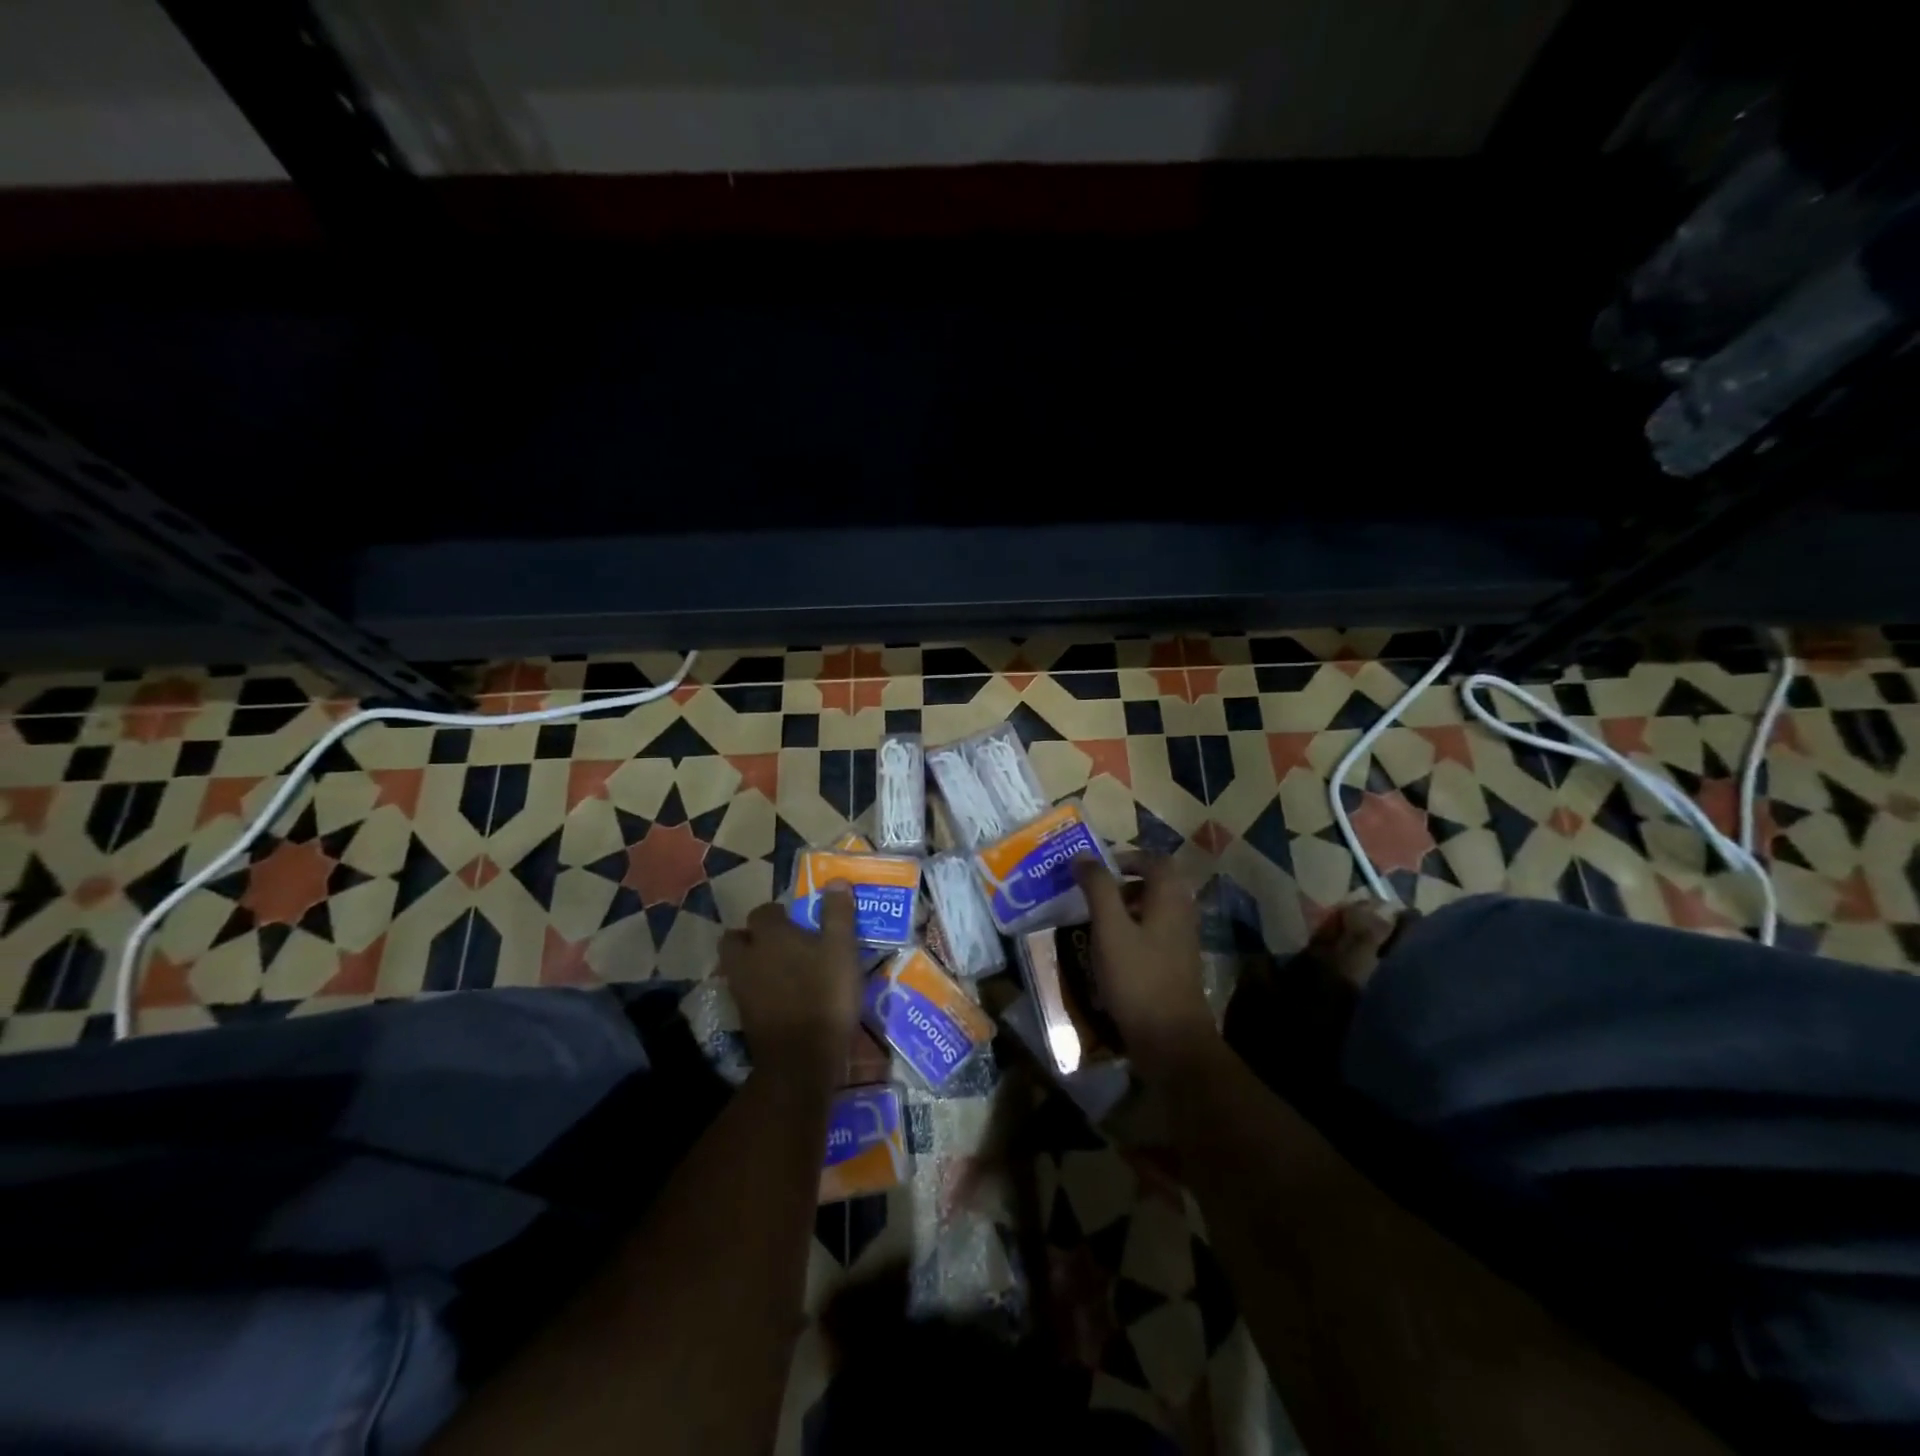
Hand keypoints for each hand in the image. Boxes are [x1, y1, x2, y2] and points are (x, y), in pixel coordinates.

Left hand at [719, 889, 861, 1084]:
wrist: (801, 1058)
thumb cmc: (825, 995)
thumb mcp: (842, 950)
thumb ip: (838, 914)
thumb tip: (837, 880)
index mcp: (771, 935)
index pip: (764, 912)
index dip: (779, 914)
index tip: (798, 921)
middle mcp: (748, 957)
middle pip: (736, 938)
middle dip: (752, 937)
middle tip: (779, 943)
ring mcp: (741, 989)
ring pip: (736, 965)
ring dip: (751, 963)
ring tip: (778, 970)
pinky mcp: (743, 1016)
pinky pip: (744, 992)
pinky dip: (756, 989)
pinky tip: (778, 997)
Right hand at [1072, 856, 1216, 1081]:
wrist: (1171, 1039)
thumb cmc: (1137, 977)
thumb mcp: (1110, 929)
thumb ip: (1098, 888)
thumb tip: (1083, 856)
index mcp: (1170, 897)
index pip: (1154, 860)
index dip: (1126, 857)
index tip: (1097, 869)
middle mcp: (1182, 913)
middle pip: (1156, 883)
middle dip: (1123, 883)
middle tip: (1092, 892)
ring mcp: (1182, 941)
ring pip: (1154, 910)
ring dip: (1126, 907)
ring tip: (1095, 920)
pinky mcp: (1176, 964)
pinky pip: (1154, 933)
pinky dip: (1133, 931)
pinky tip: (1110, 951)